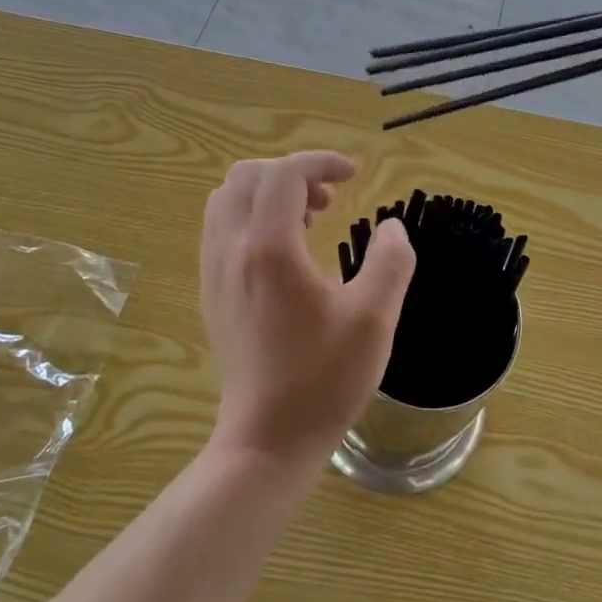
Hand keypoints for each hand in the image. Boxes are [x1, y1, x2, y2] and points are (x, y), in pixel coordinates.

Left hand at [200, 152, 416, 470]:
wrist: (267, 440)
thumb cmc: (324, 380)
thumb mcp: (374, 320)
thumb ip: (390, 262)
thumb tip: (391, 227)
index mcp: (270, 248)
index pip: (285, 173)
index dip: (320, 162)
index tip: (353, 174)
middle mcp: (232, 249)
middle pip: (248, 176)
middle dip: (291, 173)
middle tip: (329, 198)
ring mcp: (214, 271)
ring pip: (227, 199)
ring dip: (268, 193)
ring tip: (308, 219)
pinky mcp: (211, 292)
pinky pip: (221, 228)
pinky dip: (252, 216)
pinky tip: (285, 251)